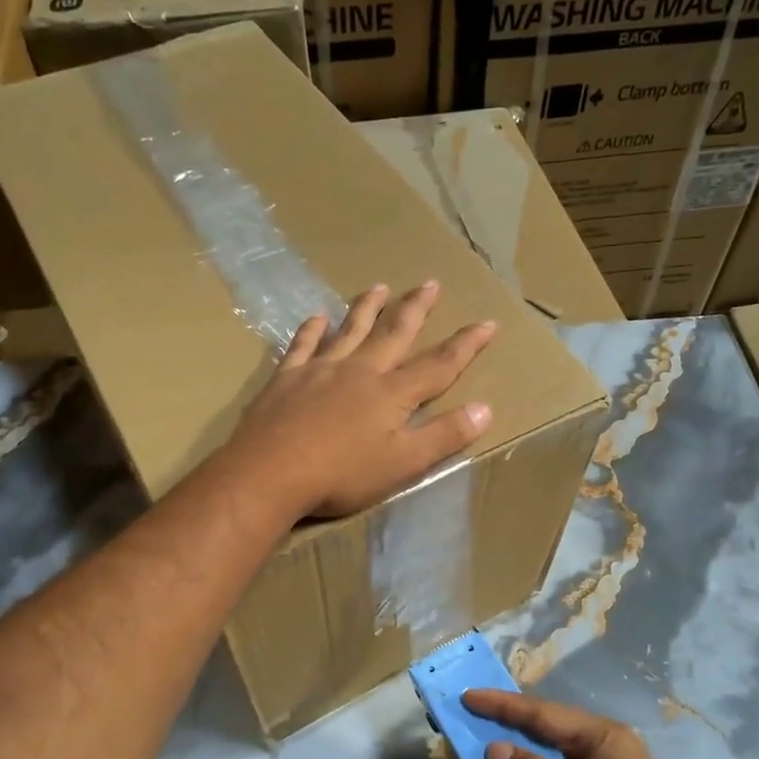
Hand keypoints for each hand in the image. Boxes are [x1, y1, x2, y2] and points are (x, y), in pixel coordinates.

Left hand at [230, 281, 496, 518]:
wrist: (270, 472)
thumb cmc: (342, 474)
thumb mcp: (403, 463)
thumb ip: (444, 435)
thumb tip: (485, 408)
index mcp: (392, 393)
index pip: (439, 364)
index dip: (466, 344)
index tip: (488, 322)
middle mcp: (360, 370)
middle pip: (394, 333)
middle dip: (416, 309)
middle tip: (430, 283)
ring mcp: (321, 370)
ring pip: (350, 330)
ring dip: (367, 308)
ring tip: (379, 286)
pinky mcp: (287, 378)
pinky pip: (303, 345)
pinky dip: (312, 329)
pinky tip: (317, 317)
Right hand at [466, 689, 719, 758]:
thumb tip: (494, 749)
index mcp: (604, 736)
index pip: (543, 713)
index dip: (502, 705)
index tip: (467, 696)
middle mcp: (603, 747)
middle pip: (546, 728)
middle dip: (507, 723)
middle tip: (468, 717)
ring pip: (550, 755)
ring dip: (518, 754)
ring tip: (481, 748)